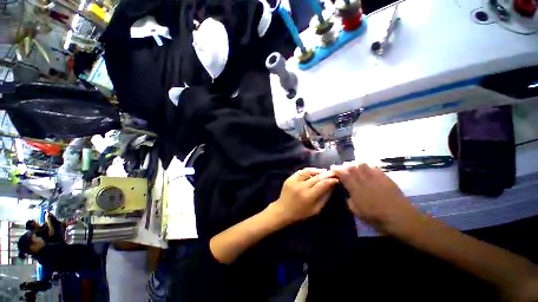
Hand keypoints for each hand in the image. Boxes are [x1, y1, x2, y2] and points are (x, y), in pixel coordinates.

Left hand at [273, 168, 338, 223]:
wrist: (283, 210)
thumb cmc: (301, 212)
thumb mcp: (316, 209)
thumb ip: (324, 197)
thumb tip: (331, 186)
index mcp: (309, 196)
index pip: (322, 184)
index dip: (331, 180)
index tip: (336, 179)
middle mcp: (301, 186)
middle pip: (316, 177)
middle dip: (326, 174)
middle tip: (333, 172)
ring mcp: (294, 181)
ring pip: (308, 171)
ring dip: (317, 170)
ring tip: (323, 171)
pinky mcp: (289, 178)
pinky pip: (300, 171)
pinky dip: (308, 171)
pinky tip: (313, 172)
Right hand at [332, 162, 418, 231]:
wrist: (401, 218)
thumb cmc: (377, 218)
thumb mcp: (358, 213)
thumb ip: (350, 201)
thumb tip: (348, 195)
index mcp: (356, 190)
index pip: (344, 175)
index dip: (337, 170)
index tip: (333, 167)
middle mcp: (364, 181)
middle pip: (352, 167)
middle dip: (345, 166)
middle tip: (344, 168)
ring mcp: (375, 178)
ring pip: (363, 165)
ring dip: (356, 165)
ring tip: (355, 168)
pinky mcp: (385, 178)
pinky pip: (375, 167)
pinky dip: (368, 167)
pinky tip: (368, 170)